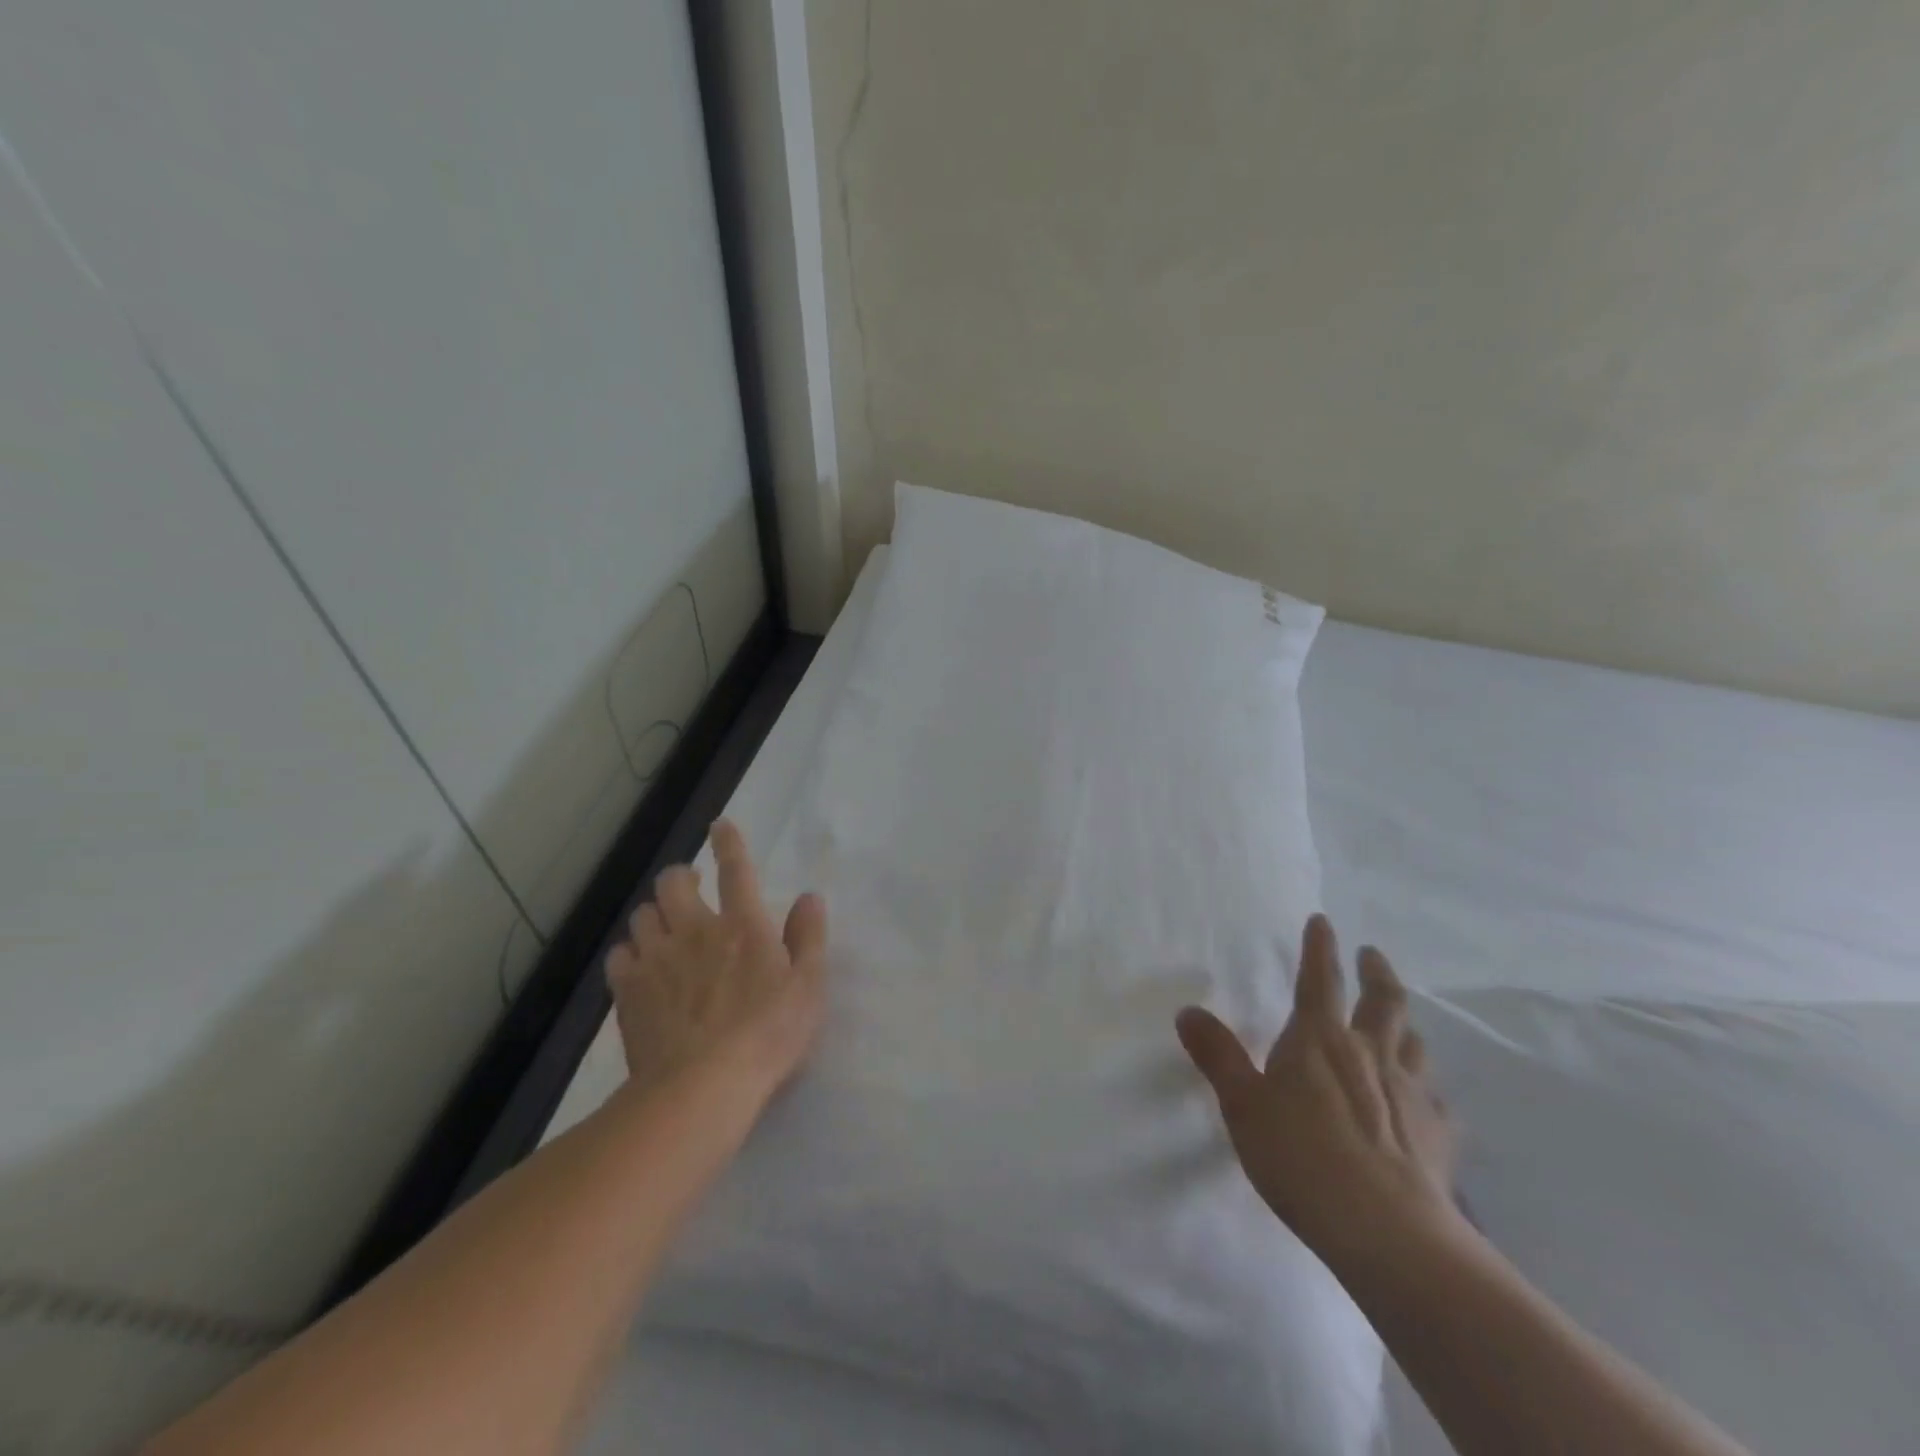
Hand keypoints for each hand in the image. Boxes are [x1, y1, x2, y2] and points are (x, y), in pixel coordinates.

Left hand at [606, 820, 828, 1101]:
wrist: (701, 1088)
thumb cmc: (768, 1035)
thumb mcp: (808, 987)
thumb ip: (808, 937)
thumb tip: (809, 897)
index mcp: (742, 925)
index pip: (736, 869)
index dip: (729, 842)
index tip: (720, 825)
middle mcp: (695, 930)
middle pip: (673, 882)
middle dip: (680, 877)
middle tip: (691, 890)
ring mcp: (657, 959)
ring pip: (643, 915)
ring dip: (655, 916)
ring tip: (666, 932)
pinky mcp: (628, 991)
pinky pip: (619, 955)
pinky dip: (630, 954)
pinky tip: (641, 969)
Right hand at [1177, 914, 1465, 1272]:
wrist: (1387, 1230)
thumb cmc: (1301, 1156)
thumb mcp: (1243, 1105)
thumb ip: (1217, 1055)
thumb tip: (1187, 1010)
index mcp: (1320, 1038)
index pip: (1319, 979)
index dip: (1319, 947)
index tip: (1323, 921)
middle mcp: (1370, 1052)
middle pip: (1384, 1001)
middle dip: (1377, 972)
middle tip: (1372, 955)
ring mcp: (1412, 1092)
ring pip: (1414, 1043)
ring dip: (1405, 1025)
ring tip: (1399, 1023)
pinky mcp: (1440, 1134)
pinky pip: (1437, 1098)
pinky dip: (1428, 1088)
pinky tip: (1426, 1100)